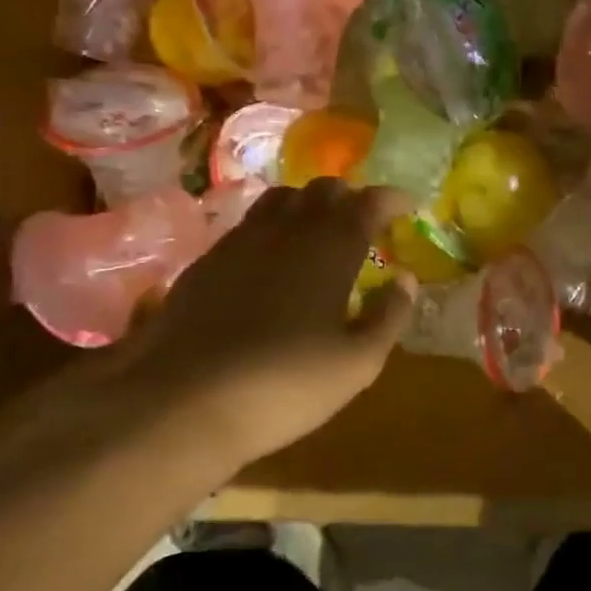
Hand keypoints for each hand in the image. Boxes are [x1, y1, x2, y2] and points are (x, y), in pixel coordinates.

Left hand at [132, 180, 417, 466]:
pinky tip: (270, 260)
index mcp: (330, 247)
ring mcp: (240, 241)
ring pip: (281, 198)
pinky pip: (248, 225)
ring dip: (307, 205)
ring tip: (318, 232)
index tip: (407, 206)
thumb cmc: (285, 384)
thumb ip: (388, 316)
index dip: (392, 199)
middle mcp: (287, 230)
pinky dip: (272, 227)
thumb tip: (406, 280)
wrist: (183, 400)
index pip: (369, 201)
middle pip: (323, 189)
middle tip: (364, 221)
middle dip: (350, 197)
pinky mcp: (206, 261)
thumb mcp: (357, 363)